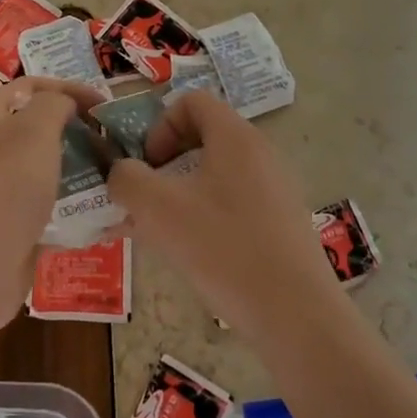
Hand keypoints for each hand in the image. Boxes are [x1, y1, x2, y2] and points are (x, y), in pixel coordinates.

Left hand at [0, 76, 106, 343]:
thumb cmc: (3, 189)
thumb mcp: (32, 131)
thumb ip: (53, 105)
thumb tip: (65, 104)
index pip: (30, 87)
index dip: (67, 88)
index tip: (104, 104)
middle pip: (41, 131)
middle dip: (80, 133)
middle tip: (117, 143)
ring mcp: (2, 193)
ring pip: (50, 173)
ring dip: (84, 173)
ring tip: (121, 179)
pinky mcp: (15, 229)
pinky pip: (53, 212)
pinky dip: (79, 212)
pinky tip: (110, 219)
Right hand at [106, 91, 336, 339]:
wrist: (295, 315)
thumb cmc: (223, 249)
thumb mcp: (158, 209)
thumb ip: (126, 180)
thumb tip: (120, 174)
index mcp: (235, 137)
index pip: (192, 101)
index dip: (159, 126)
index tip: (148, 166)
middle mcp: (260, 153)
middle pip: (202, 137)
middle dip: (164, 163)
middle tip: (144, 199)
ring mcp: (274, 189)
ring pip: (214, 175)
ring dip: (178, 193)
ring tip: (154, 231)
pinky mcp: (280, 223)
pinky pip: (232, 203)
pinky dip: (203, 216)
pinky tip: (186, 253)